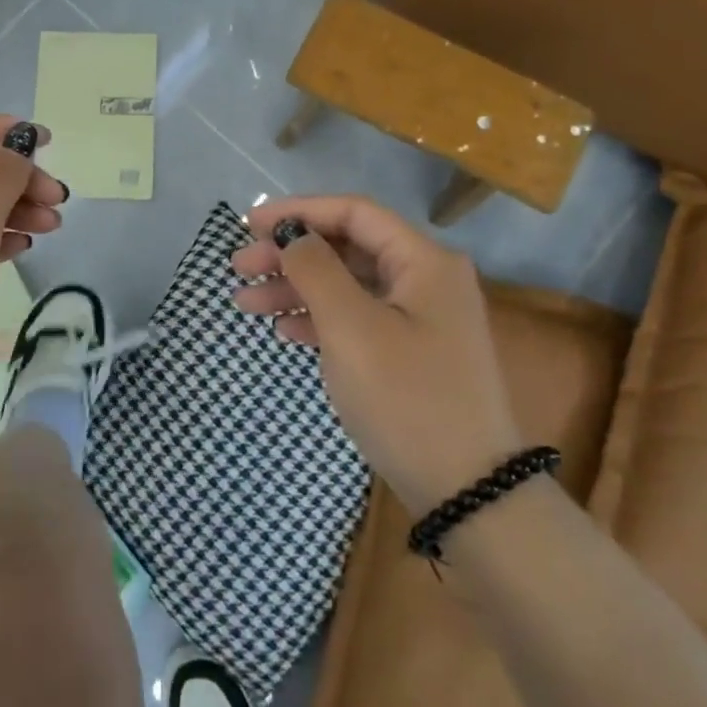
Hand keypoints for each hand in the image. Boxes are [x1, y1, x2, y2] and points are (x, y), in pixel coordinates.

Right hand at [231, 196, 521, 516]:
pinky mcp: (410, 353)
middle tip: (239, 267)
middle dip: (290, 254)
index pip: (354, 212)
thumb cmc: (407, 399)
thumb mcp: (352, 328)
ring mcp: (419, 318)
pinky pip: (356, 318)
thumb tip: (293, 235)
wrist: (467, 494)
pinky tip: (282, 329)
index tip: (249, 225)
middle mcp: (426, 280)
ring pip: (346, 285)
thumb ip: (316, 270)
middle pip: (347, 248)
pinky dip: (318, 319)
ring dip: (296, 288)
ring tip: (245, 302)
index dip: (299, 211)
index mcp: (424, 261)